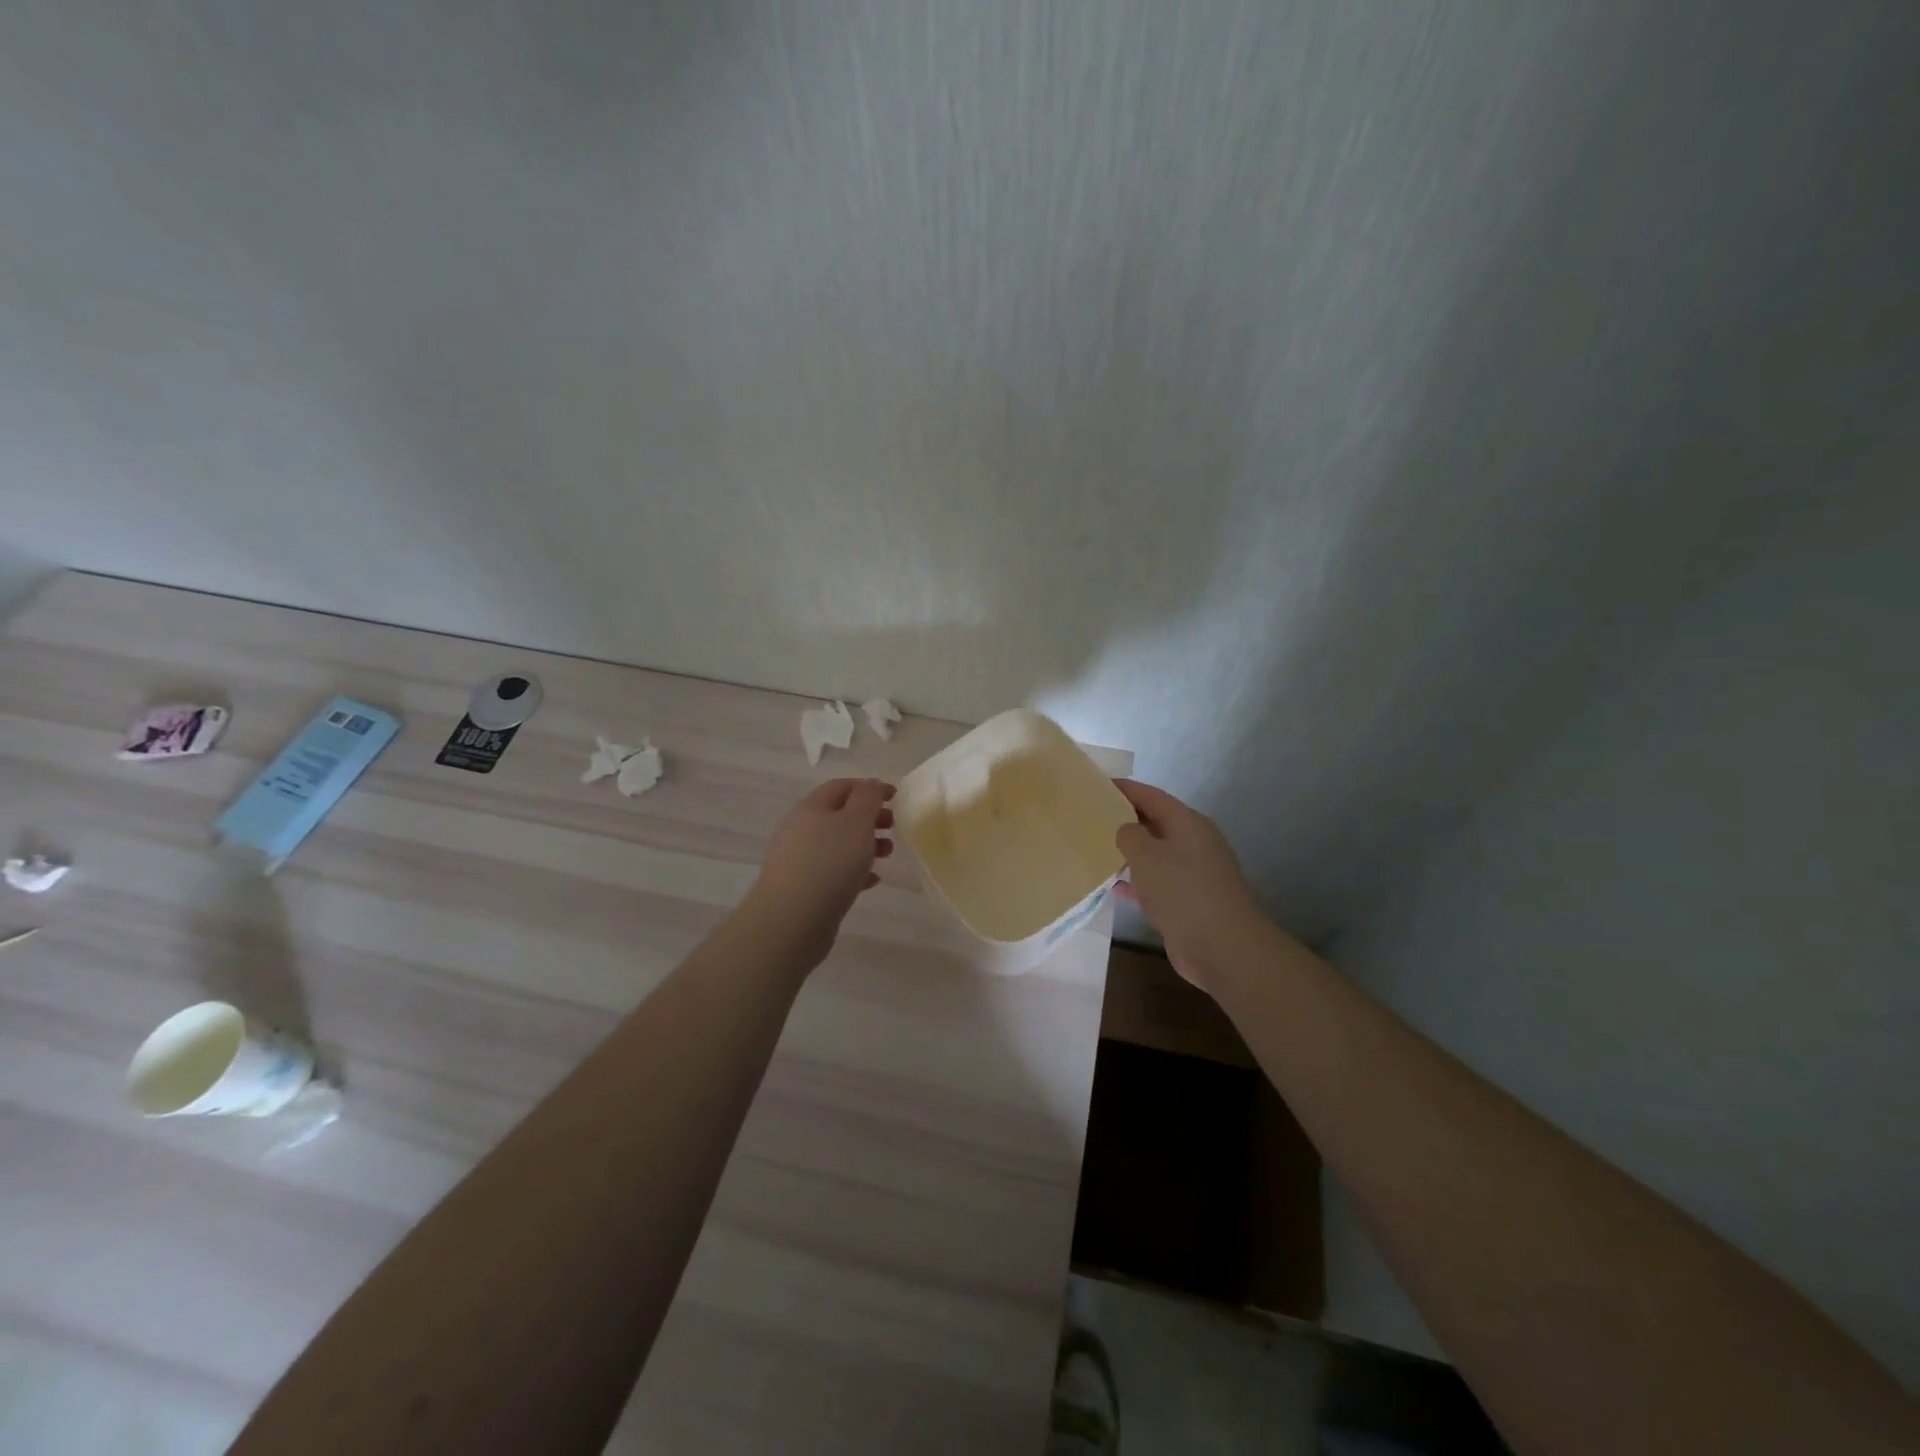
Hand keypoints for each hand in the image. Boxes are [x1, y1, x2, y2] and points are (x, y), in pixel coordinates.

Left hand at [745, 778, 895, 966]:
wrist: (792, 920)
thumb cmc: (829, 863)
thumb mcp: (856, 822)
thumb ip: (867, 798)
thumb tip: (870, 785)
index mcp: (811, 808)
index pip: (842, 786)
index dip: (870, 788)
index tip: (896, 797)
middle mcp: (801, 830)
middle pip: (840, 815)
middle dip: (870, 818)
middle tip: (893, 827)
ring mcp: (800, 860)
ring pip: (838, 844)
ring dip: (865, 845)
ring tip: (887, 855)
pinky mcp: (803, 888)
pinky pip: (833, 872)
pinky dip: (854, 871)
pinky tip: (872, 881)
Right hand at [1112, 779, 1267, 988]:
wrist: (1222, 946)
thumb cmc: (1183, 891)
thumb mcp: (1147, 855)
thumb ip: (1129, 835)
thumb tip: (1125, 830)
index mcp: (1188, 824)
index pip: (1152, 796)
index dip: (1126, 789)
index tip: (1098, 785)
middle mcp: (1193, 843)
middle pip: (1155, 823)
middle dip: (1125, 819)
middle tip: (1092, 816)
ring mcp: (1193, 874)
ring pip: (1155, 854)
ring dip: (1129, 852)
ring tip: (1096, 848)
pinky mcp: (1188, 901)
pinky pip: (1156, 882)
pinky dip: (1136, 881)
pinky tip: (1113, 885)